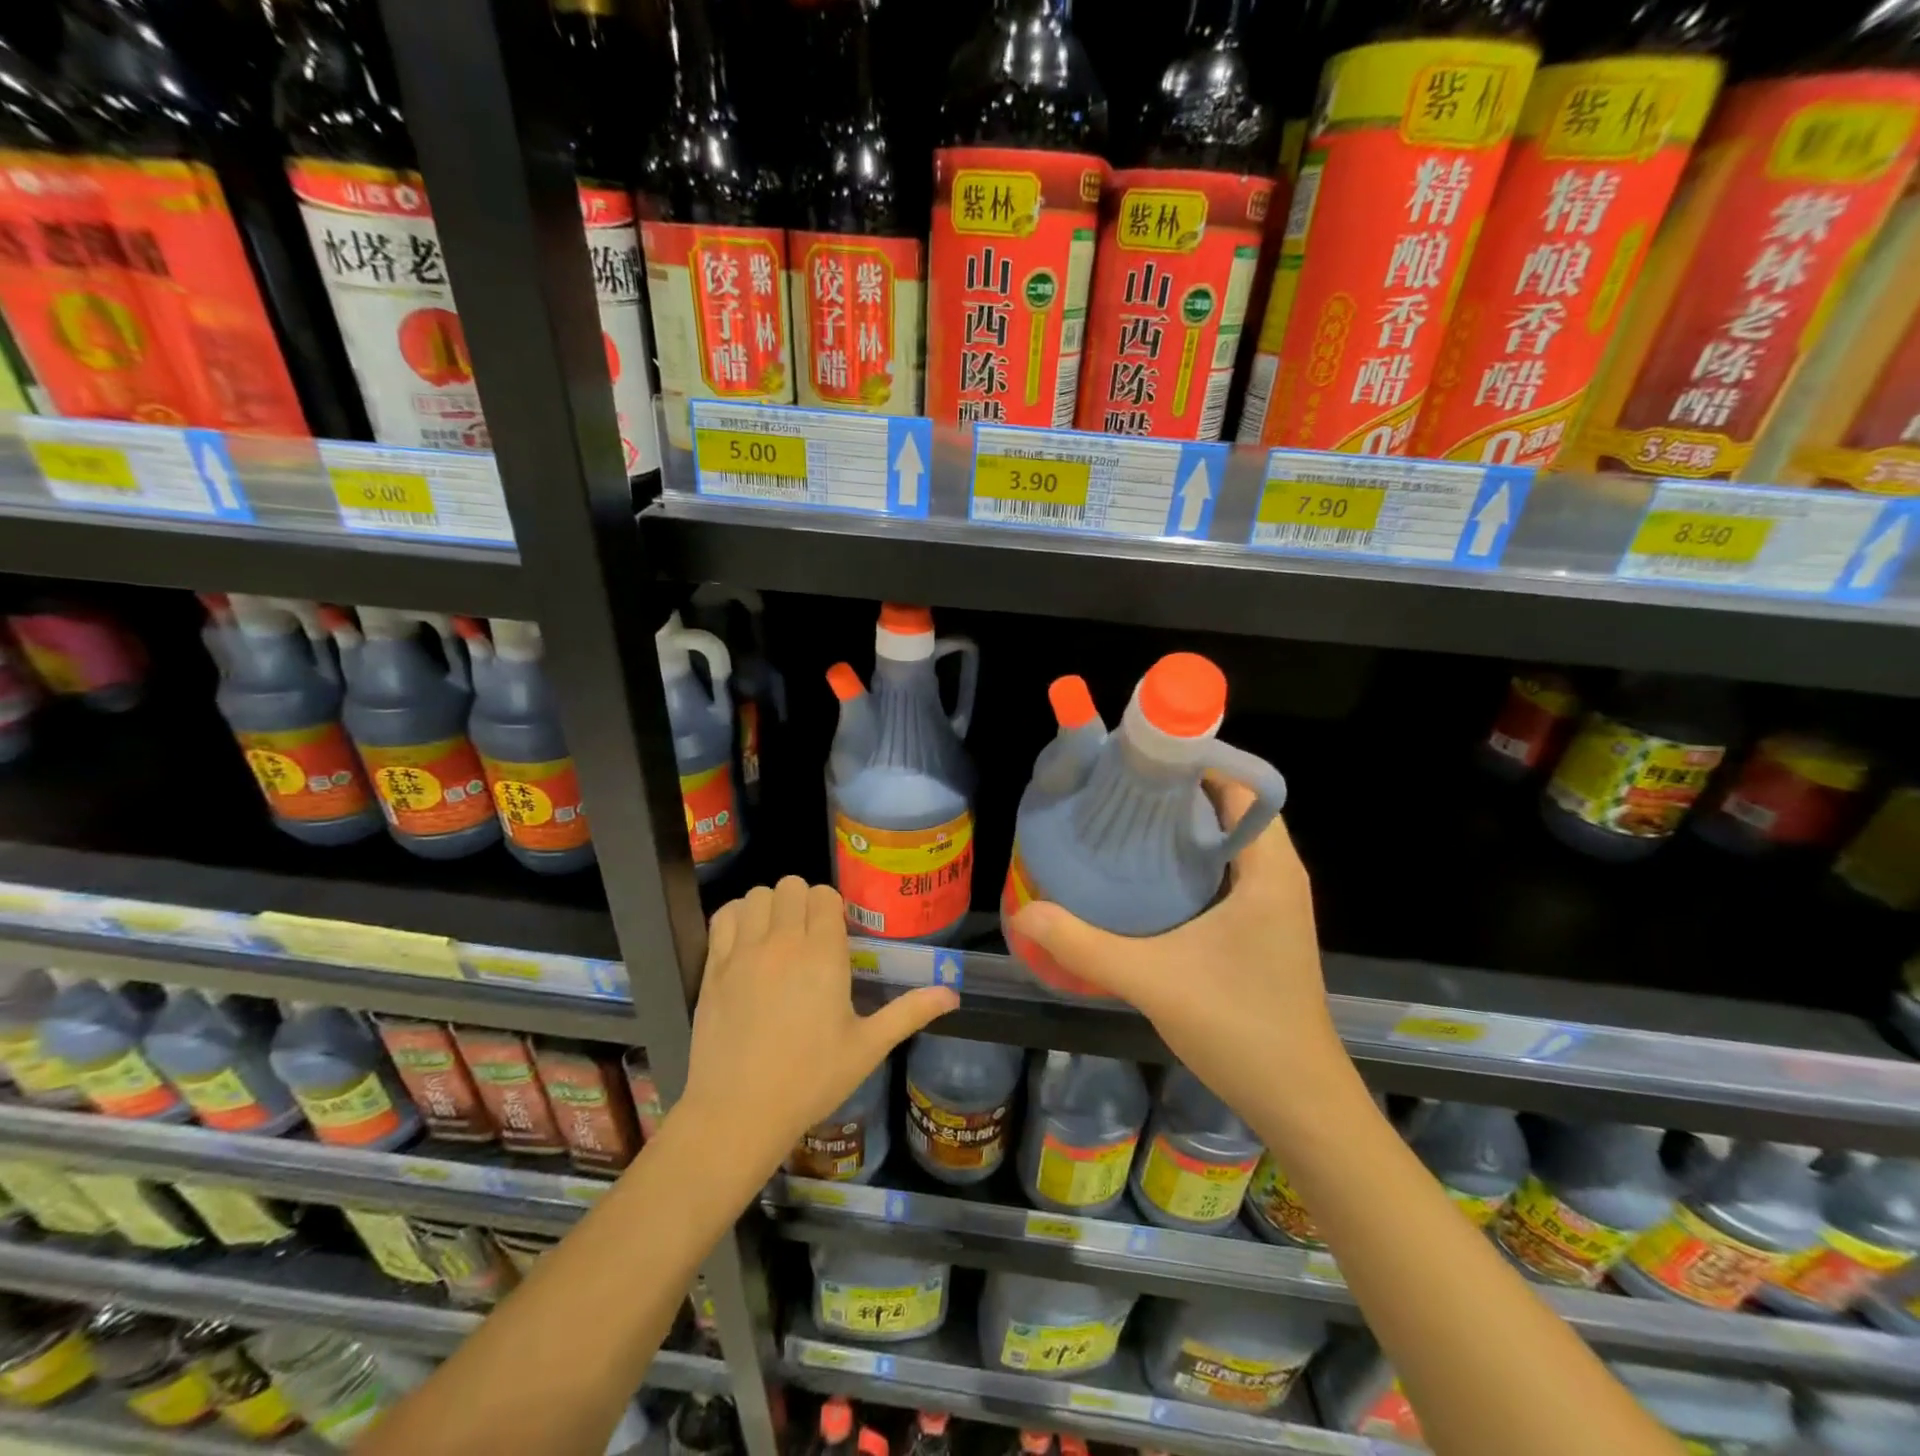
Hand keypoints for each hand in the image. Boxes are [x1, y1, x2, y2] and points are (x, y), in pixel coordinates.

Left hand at [682, 876, 959, 1175]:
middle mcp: (782, 942)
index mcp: (822, 956)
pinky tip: (746, 942)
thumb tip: (953, 994)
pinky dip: (736, 917)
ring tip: (776, 937)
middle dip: (803, 902)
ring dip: (770, 907)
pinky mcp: (713, 967)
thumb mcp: (867, 1048)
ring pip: (757, 895)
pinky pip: (724, 916)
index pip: (825, 896)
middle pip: (791, 886)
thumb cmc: (810, 1080)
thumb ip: (910, 1012)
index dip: (832, 908)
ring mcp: (743, 952)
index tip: (835, 934)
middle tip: (808, 935)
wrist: (738, 1113)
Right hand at [1009, 780, 1348, 1132]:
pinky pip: (1226, 870)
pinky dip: (1190, 859)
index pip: (1239, 787)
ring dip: (1183, 827)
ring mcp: (1273, 902)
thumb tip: (1025, 912)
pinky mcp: (1262, 926)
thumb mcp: (1153, 980)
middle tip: (1117, 788)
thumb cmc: (1240, 1028)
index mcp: (1268, 869)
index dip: (1193, 764)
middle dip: (1177, 793)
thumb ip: (1085, 945)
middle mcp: (1278, 874)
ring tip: (1123, 820)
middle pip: (1229, 809)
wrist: (1299, 1102)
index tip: (1138, 759)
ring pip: (1227, 841)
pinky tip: (1145, 875)